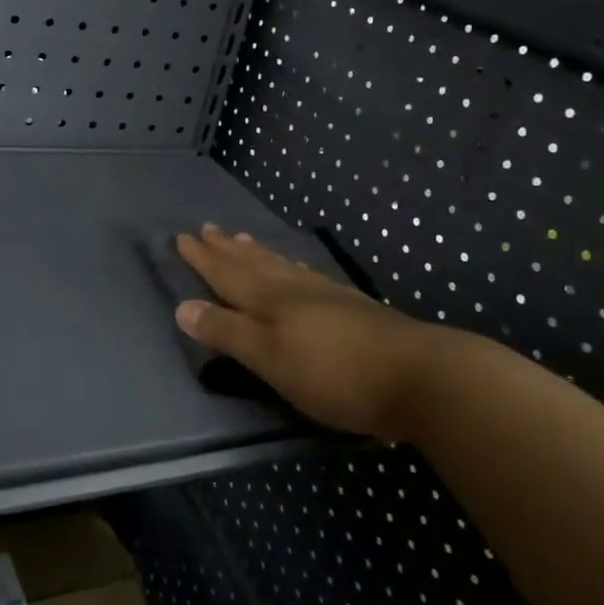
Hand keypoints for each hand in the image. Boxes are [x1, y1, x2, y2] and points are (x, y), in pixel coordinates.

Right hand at [174, 224, 475, 437]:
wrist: (420, 376)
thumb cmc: (335, 373)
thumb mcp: (271, 359)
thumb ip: (228, 333)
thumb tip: (183, 307)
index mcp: (271, 301)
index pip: (227, 275)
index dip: (203, 259)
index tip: (182, 237)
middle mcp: (296, 291)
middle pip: (254, 264)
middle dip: (227, 250)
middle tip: (208, 229)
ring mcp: (328, 297)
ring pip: (282, 267)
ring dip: (259, 254)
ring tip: (244, 240)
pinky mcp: (354, 309)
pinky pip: (308, 276)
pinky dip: (292, 268)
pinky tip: (299, 271)